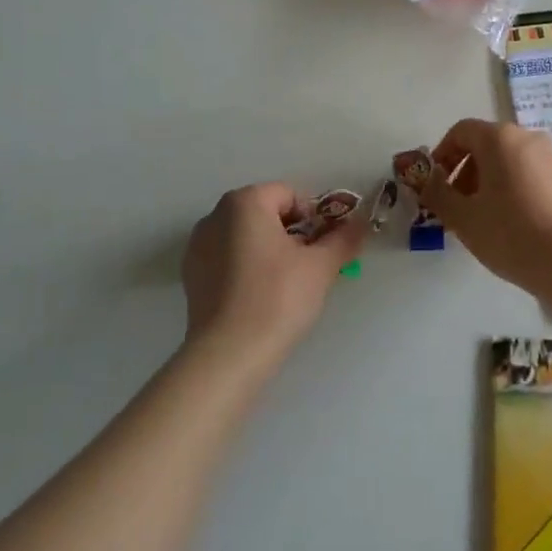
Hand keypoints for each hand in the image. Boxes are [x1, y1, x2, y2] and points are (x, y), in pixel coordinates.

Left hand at [181, 182, 363, 366]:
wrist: (228, 355)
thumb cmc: (278, 298)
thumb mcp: (320, 267)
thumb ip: (343, 239)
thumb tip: (361, 224)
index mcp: (245, 202)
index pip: (290, 195)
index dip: (313, 218)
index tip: (323, 248)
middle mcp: (216, 215)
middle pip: (265, 212)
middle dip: (291, 233)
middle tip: (308, 266)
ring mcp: (198, 245)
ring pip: (245, 236)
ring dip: (267, 249)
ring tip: (284, 284)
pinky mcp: (190, 274)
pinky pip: (226, 258)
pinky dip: (244, 267)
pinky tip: (257, 297)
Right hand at [420, 119, 551, 287]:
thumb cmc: (509, 234)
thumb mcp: (462, 218)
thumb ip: (438, 194)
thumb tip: (428, 181)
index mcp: (500, 138)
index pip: (462, 131)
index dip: (442, 154)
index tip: (437, 184)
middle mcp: (529, 138)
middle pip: (488, 144)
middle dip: (467, 170)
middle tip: (459, 205)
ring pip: (512, 160)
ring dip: (492, 181)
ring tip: (487, 217)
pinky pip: (534, 175)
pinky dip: (518, 189)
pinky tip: (517, 224)